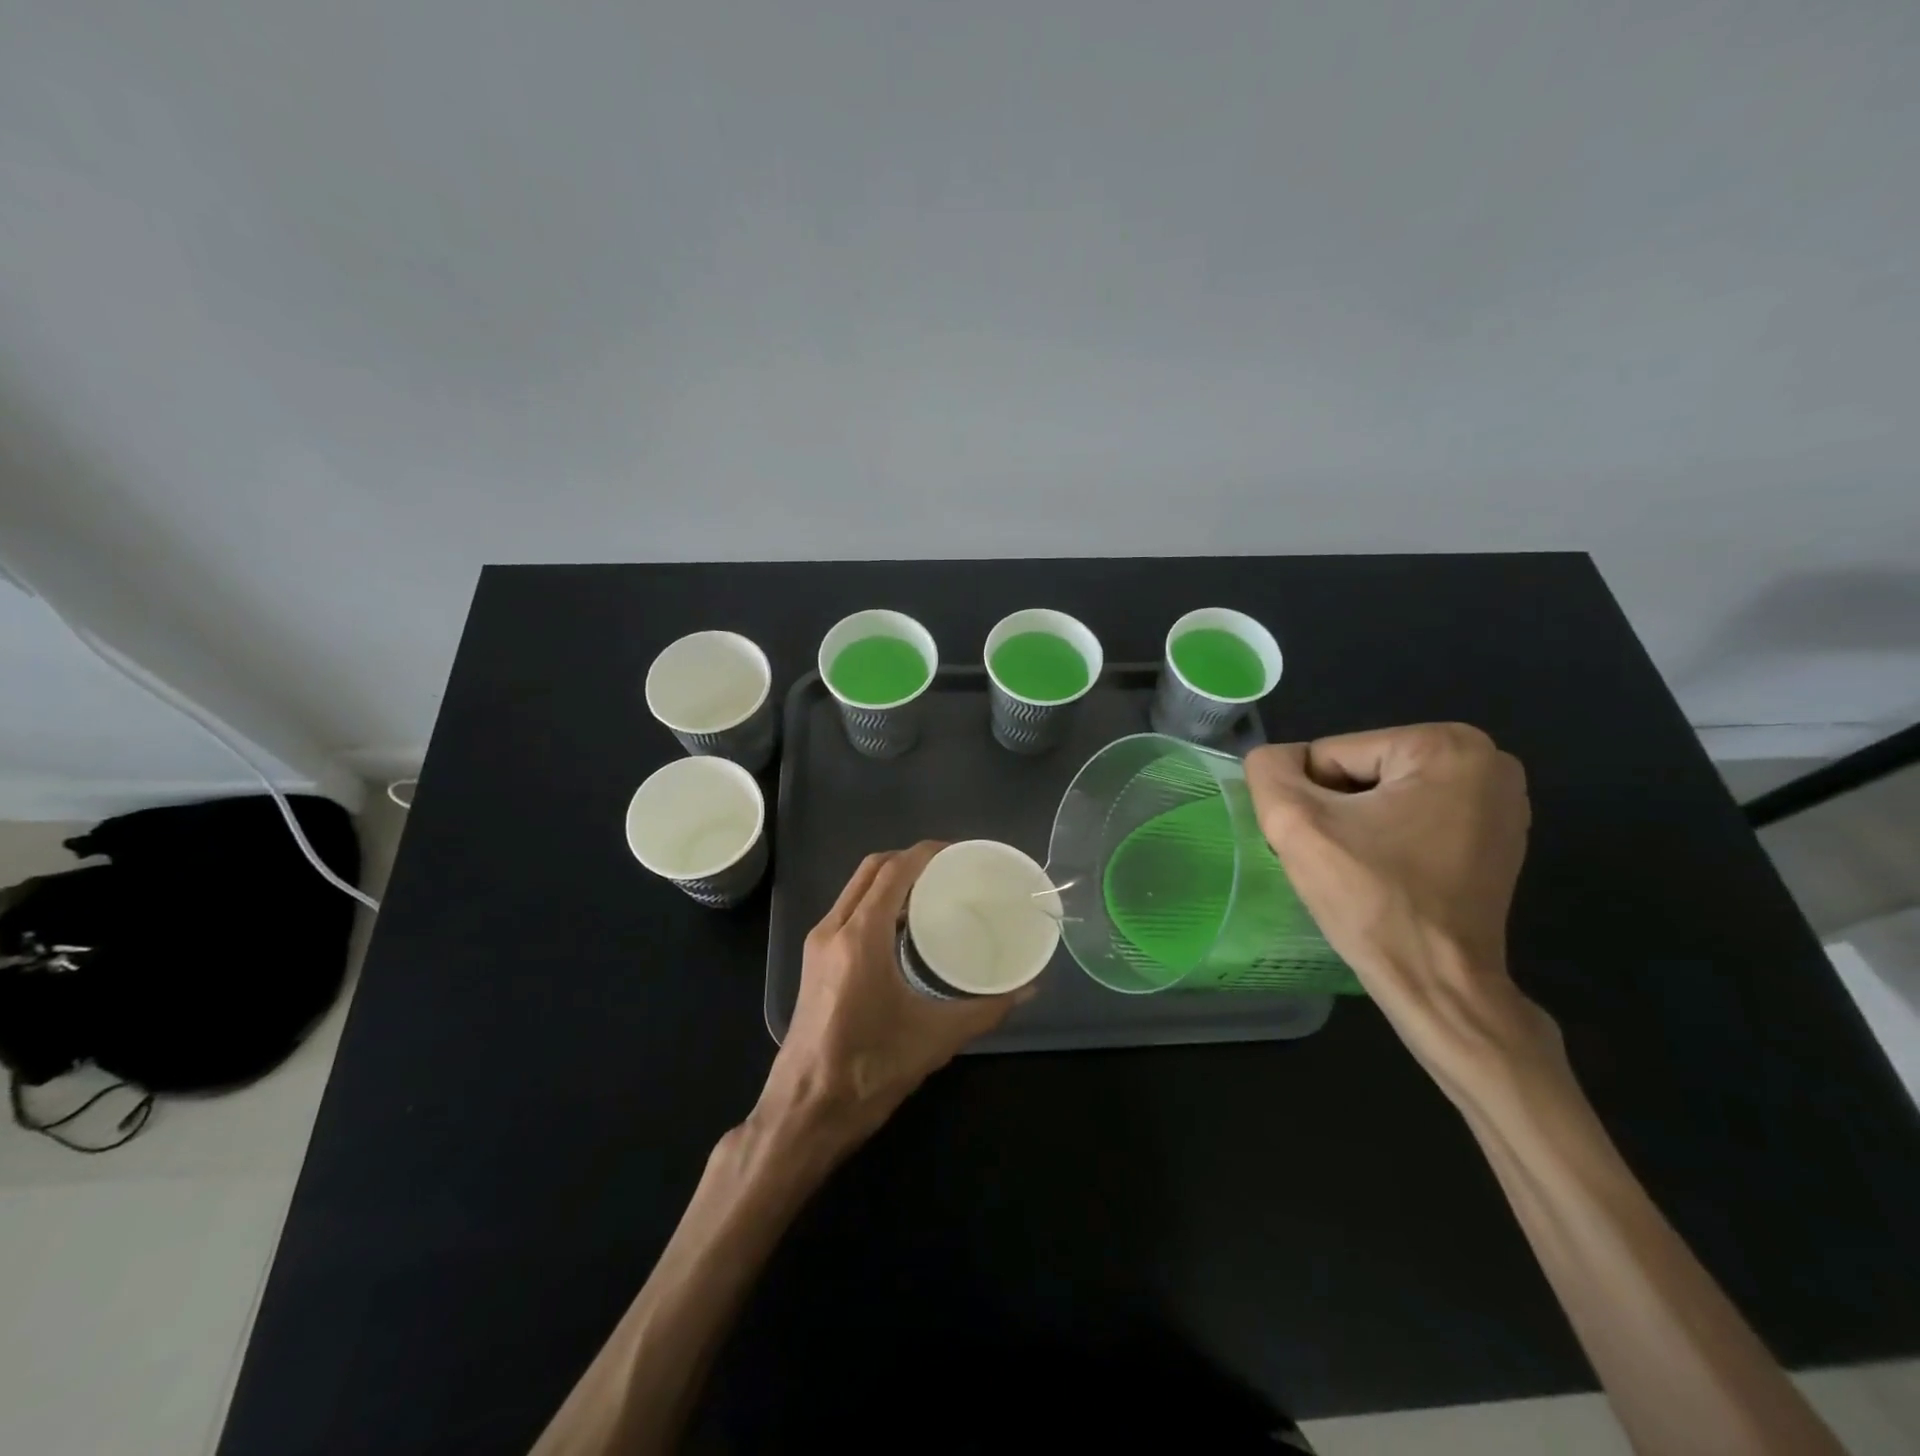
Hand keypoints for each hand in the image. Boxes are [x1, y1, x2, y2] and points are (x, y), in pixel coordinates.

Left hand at [757, 841, 1026, 1151]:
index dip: (925, 853)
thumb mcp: (935, 1038)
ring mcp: (818, 944)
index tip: (958, 852)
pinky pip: (847, 911)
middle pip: (870, 870)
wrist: (805, 1111)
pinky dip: (875, 901)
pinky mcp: (814, 961)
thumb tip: (1028, 989)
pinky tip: (903, 924)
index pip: (893, 872)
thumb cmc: (870, 1071)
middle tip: (949, 869)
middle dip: (908, 859)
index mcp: (860, 938)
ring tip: (931, 890)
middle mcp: (833, 929)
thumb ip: (985, 1009)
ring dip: (889, 879)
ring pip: (855, 889)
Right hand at [1244, 724, 1560, 1101]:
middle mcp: (1486, 760)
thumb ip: (1268, 771)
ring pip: (1383, 795)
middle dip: (1337, 812)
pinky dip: (1389, 840)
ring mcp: (1500, 801)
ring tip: (1362, 870)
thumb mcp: (1297, 824)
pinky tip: (1388, 875)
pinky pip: (1412, 818)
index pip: (1331, 755)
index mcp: (1445, 744)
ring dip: (1358, 826)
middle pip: (1361, 771)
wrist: (1438, 985)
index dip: (1311, 802)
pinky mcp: (1497, 837)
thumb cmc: (1372, 900)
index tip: (1325, 846)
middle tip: (1340, 861)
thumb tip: (1274, 760)